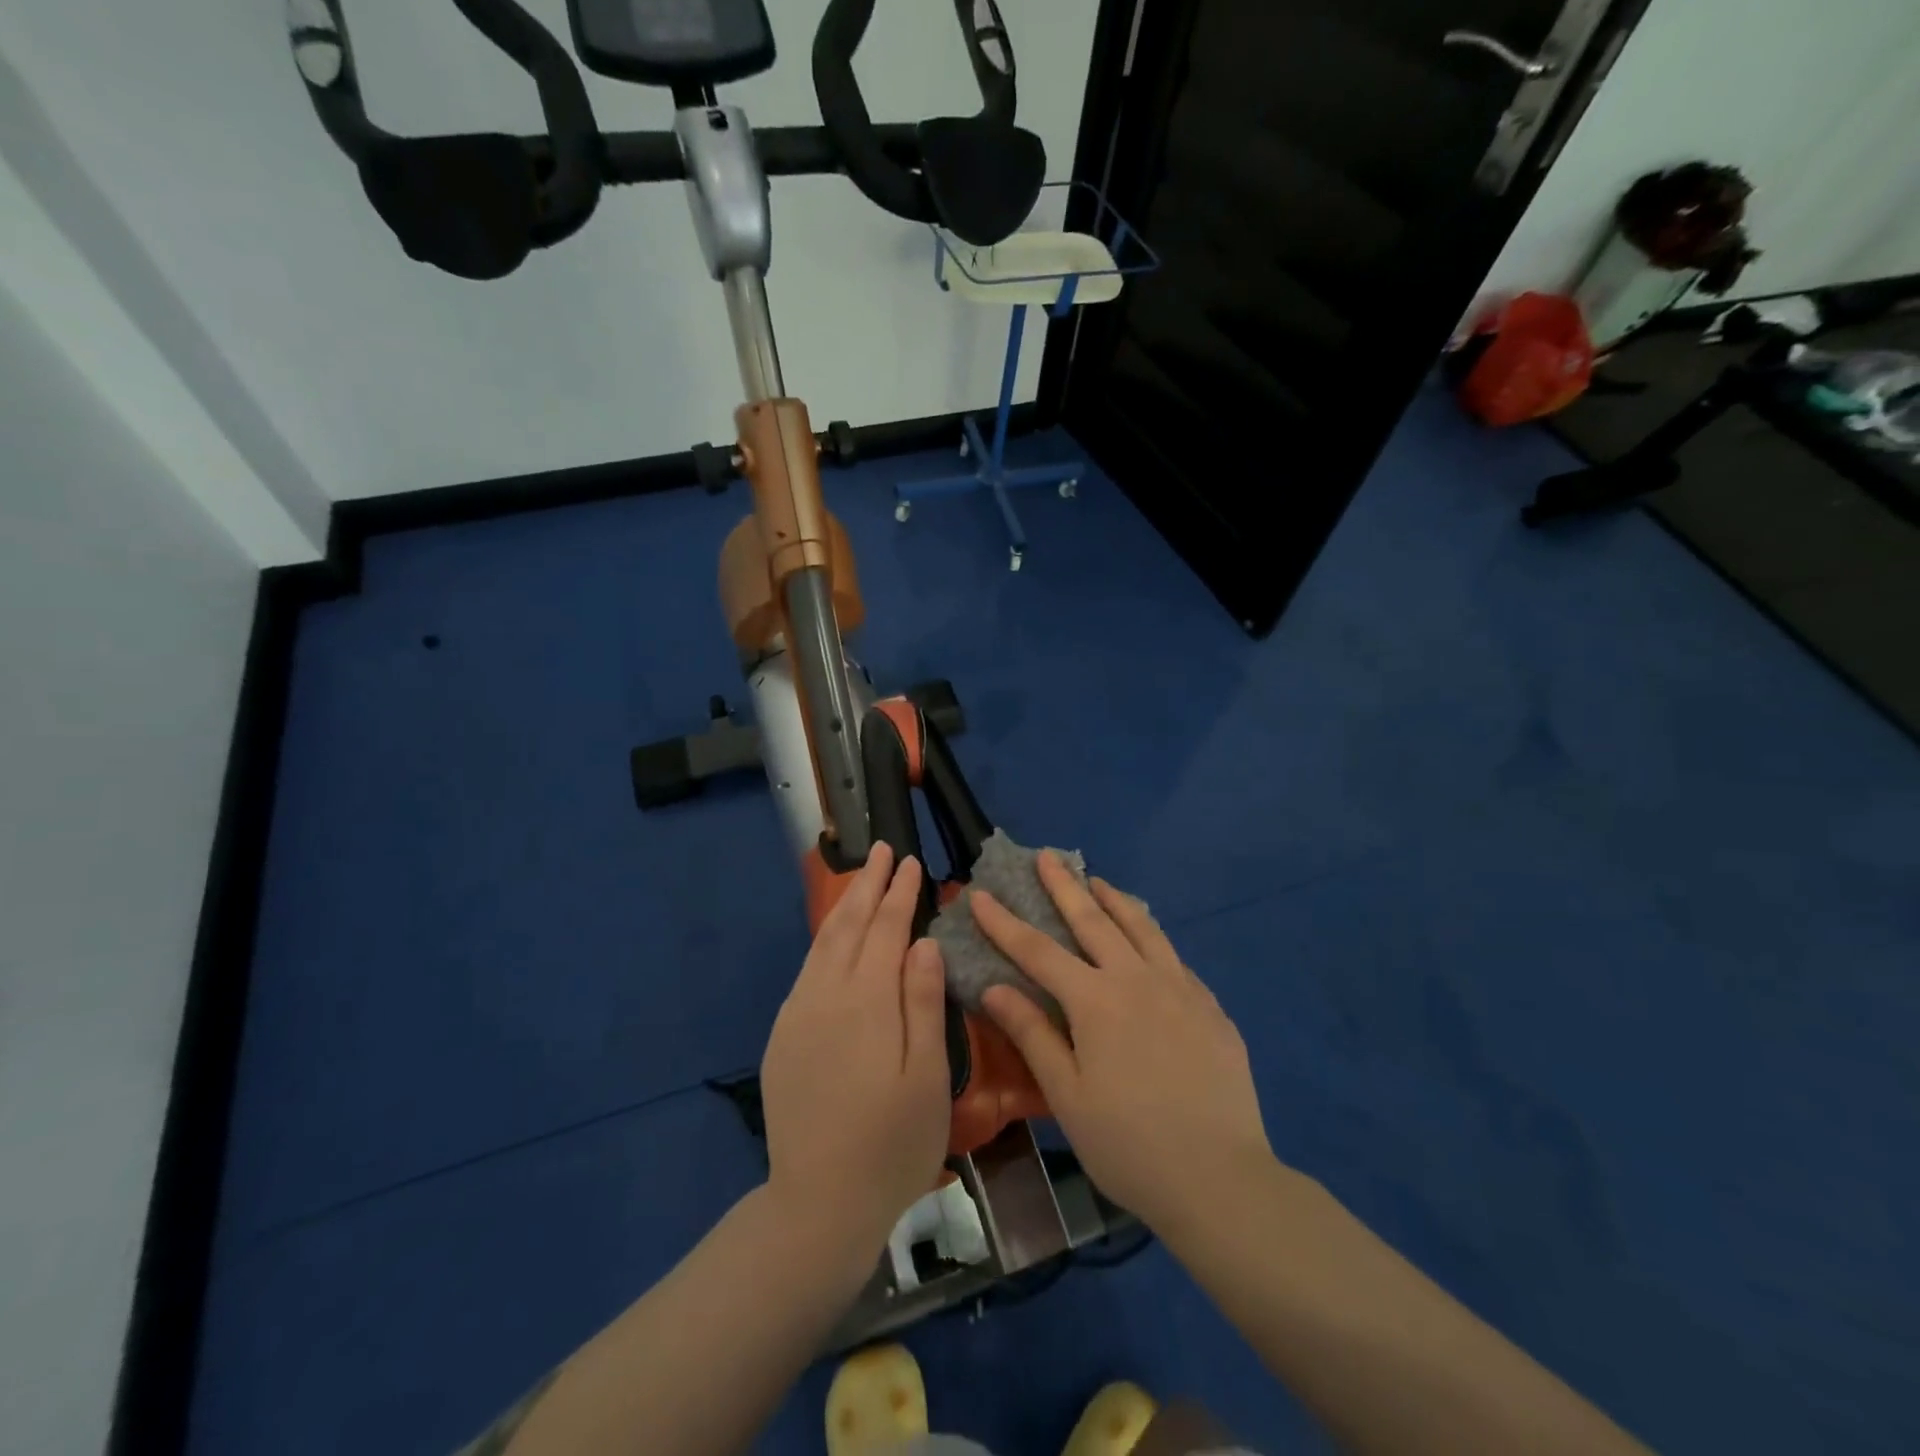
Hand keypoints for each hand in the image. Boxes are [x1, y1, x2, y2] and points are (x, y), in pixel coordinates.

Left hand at [759, 844, 950, 1256]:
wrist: (817, 1203)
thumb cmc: (892, 1143)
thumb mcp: (927, 1076)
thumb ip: (923, 1002)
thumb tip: (924, 942)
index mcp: (867, 1001)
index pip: (886, 930)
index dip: (900, 894)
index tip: (911, 862)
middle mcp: (827, 995)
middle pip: (849, 925)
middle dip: (868, 884)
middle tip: (883, 850)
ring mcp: (799, 1014)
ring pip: (823, 942)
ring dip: (844, 905)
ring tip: (861, 878)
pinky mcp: (784, 1035)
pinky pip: (808, 969)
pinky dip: (825, 940)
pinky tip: (835, 937)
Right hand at [972, 853, 1273, 1235]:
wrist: (1221, 1178)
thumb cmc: (1129, 1144)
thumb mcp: (1068, 1096)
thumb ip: (1033, 1034)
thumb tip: (996, 987)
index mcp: (1096, 1001)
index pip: (1038, 950)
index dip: (1004, 922)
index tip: (980, 894)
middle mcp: (1137, 980)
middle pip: (1093, 920)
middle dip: (1064, 886)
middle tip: (1046, 856)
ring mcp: (1180, 989)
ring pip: (1142, 927)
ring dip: (1114, 899)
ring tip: (1097, 880)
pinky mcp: (1210, 1007)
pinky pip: (1173, 957)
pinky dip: (1152, 937)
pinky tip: (1148, 941)